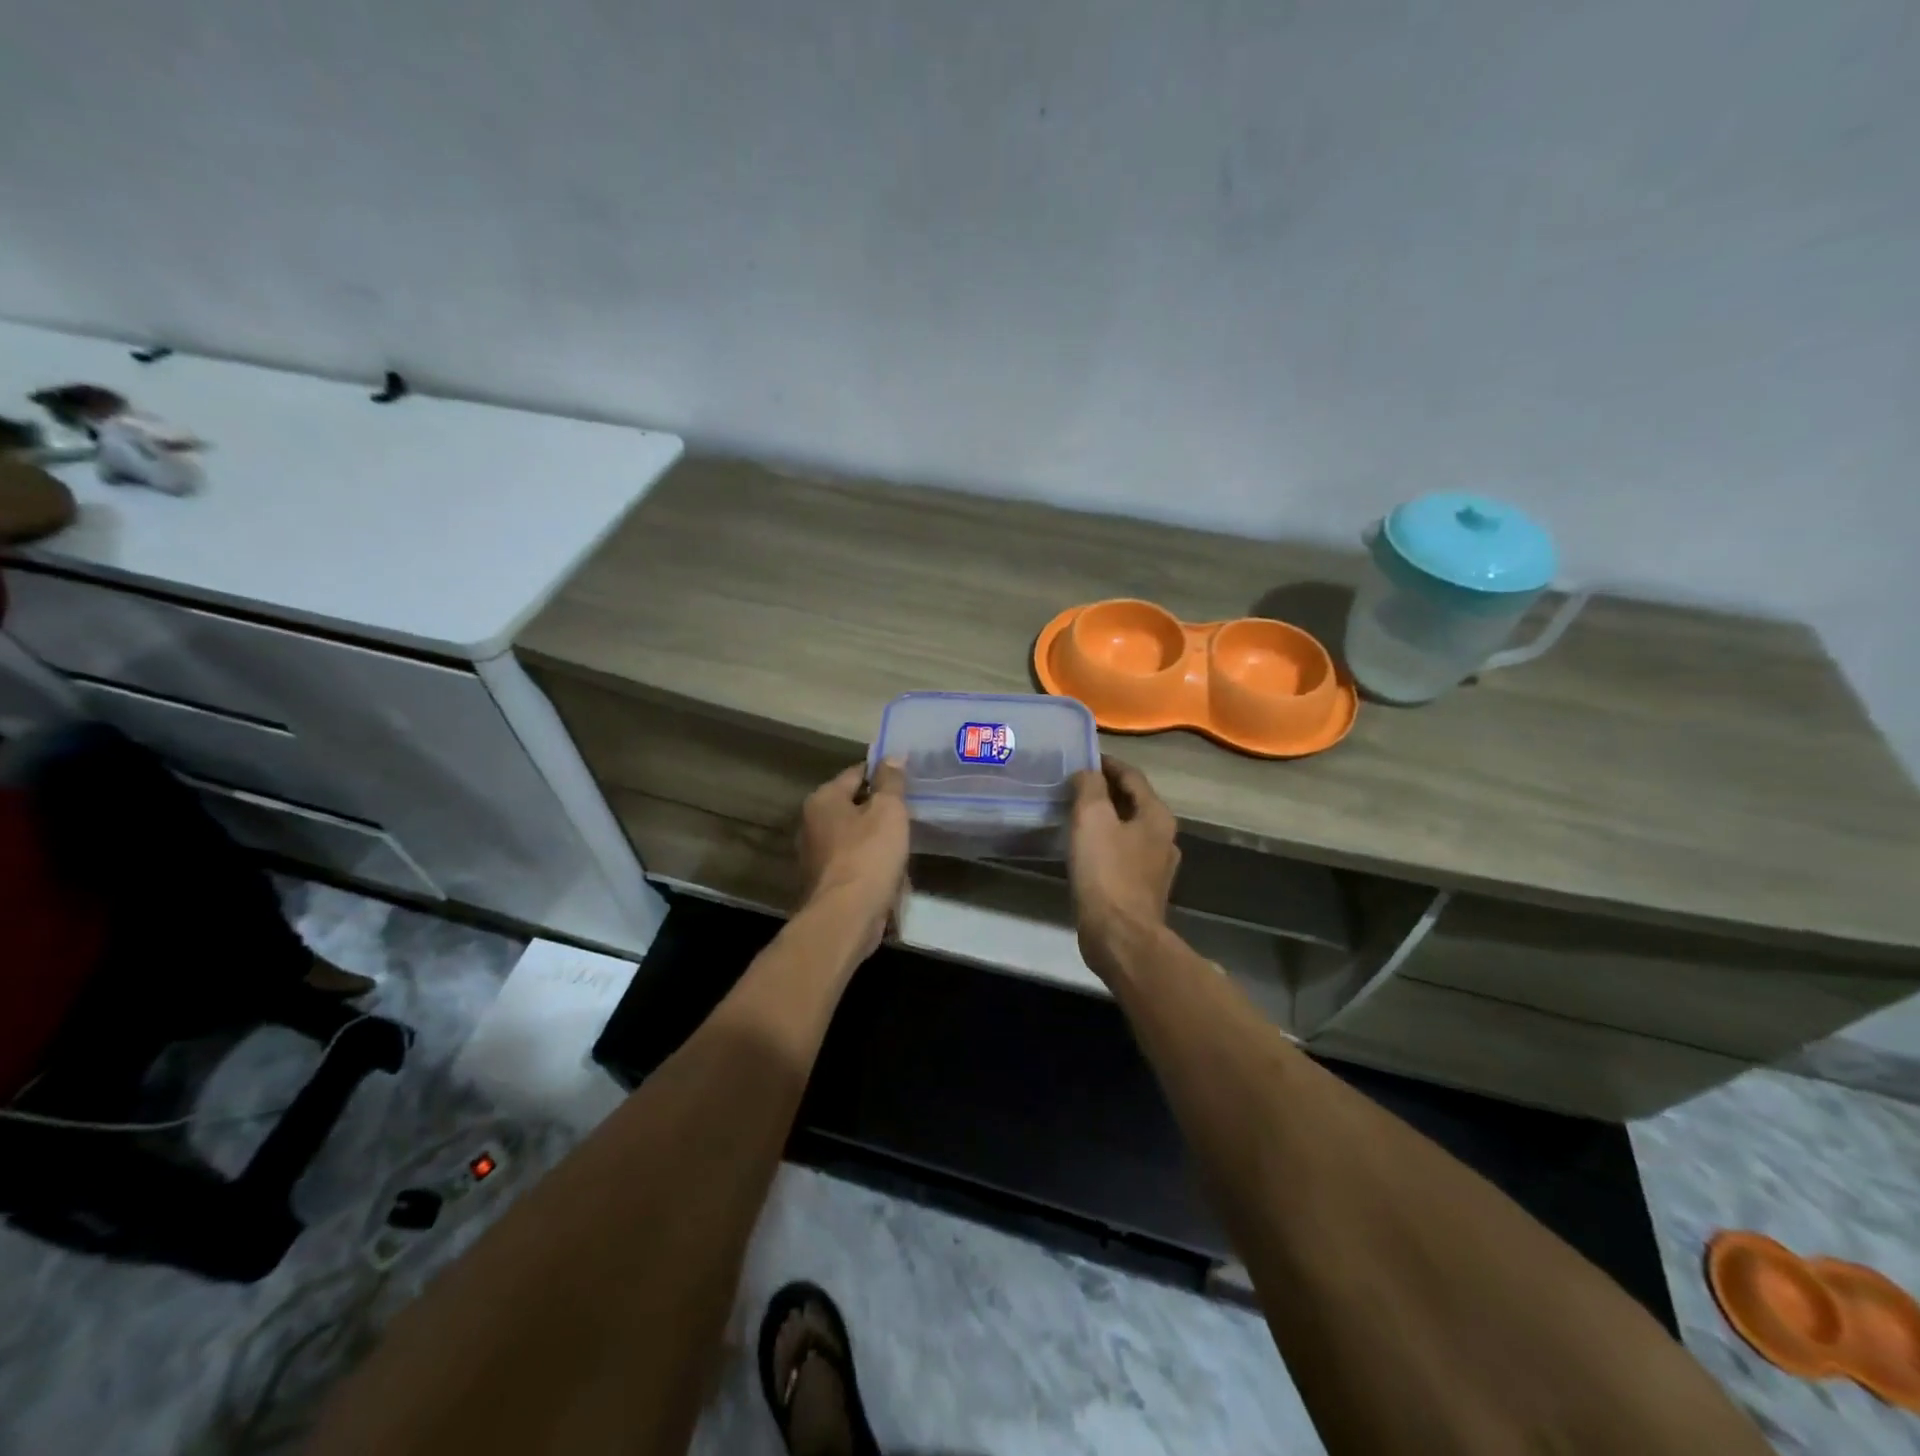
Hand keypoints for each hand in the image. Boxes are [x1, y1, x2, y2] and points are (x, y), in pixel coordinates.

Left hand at [797, 760, 909, 957]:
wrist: (846, 917)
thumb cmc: (868, 855)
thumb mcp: (888, 810)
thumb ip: (891, 781)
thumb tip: (892, 756)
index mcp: (823, 799)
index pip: (857, 773)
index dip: (883, 775)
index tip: (908, 780)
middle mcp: (811, 823)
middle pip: (853, 806)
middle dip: (880, 810)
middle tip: (909, 814)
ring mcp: (815, 856)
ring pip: (855, 837)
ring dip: (877, 840)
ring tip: (904, 845)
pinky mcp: (825, 883)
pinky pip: (854, 864)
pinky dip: (871, 866)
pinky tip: (891, 873)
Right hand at [1068, 757, 1180, 974]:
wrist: (1120, 936)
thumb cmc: (1107, 872)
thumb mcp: (1093, 818)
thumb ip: (1090, 787)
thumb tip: (1088, 773)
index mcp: (1157, 815)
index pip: (1132, 776)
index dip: (1107, 763)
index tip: (1083, 757)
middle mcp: (1164, 837)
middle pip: (1133, 802)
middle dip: (1105, 791)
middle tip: (1074, 785)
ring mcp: (1156, 866)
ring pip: (1128, 829)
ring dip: (1105, 818)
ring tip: (1075, 815)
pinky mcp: (1142, 889)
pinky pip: (1122, 854)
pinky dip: (1105, 843)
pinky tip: (1084, 850)